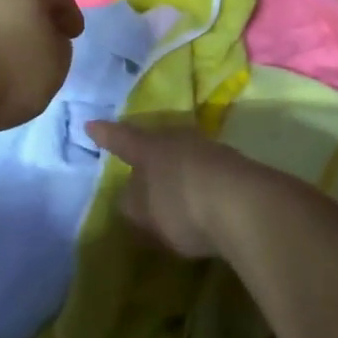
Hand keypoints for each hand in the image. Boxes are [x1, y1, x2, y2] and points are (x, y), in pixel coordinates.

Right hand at [85, 120, 311, 258]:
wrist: (247, 206)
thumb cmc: (182, 204)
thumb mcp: (145, 212)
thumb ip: (133, 204)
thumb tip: (132, 198)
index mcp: (149, 147)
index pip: (121, 139)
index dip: (105, 135)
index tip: (91, 125)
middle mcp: (179, 140)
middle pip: (158, 142)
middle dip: (149, 152)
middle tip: (140, 163)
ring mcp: (212, 152)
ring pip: (186, 156)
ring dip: (178, 170)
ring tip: (172, 188)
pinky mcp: (238, 171)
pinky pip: (209, 174)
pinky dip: (201, 185)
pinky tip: (202, 202)